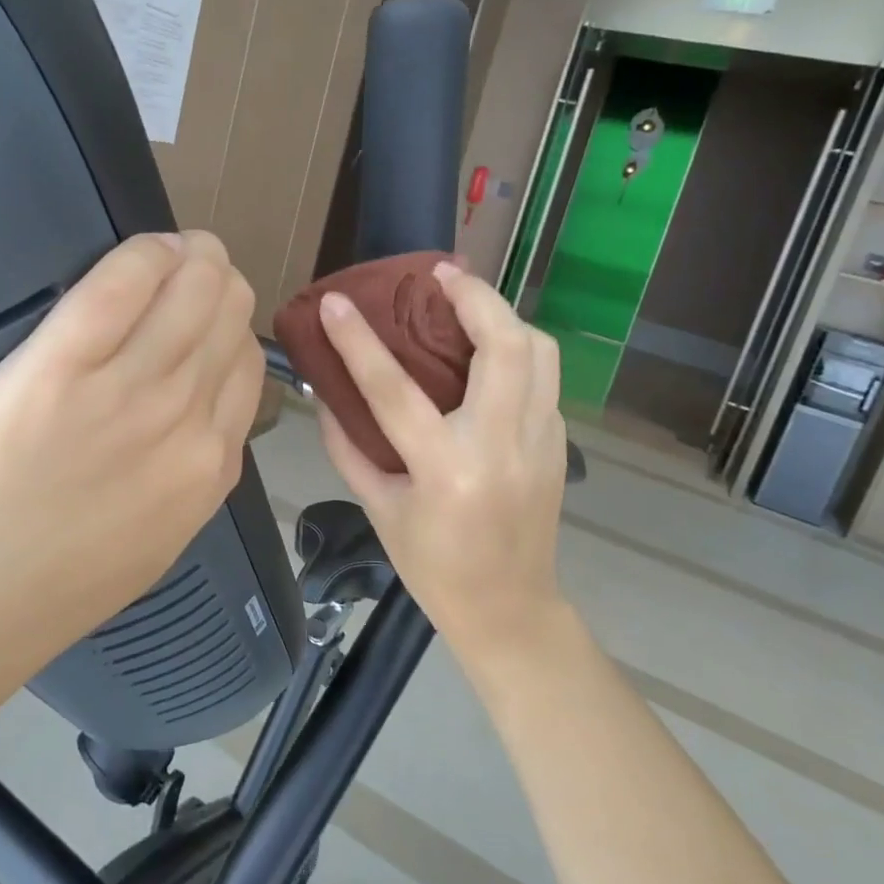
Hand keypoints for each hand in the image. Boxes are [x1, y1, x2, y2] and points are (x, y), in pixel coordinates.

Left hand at [0, 232, 262, 652]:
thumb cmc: (54, 581)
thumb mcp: (158, 537)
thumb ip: (191, 471)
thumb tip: (202, 406)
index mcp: (211, 465)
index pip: (246, 363)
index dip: (227, 329)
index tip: (203, 318)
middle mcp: (186, 419)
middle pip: (229, 314)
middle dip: (218, 282)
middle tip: (191, 272)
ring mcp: (127, 390)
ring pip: (194, 287)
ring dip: (192, 257)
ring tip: (172, 252)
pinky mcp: (61, 365)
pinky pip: (124, 283)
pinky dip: (145, 254)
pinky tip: (145, 251)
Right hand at [315, 259, 568, 668]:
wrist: (509, 610)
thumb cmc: (433, 566)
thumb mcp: (378, 509)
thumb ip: (348, 447)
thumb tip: (325, 394)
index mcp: (446, 470)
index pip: (394, 390)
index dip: (359, 341)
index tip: (335, 302)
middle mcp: (501, 446)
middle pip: (504, 346)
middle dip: (474, 296)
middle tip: (440, 274)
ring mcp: (540, 442)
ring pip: (539, 351)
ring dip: (503, 315)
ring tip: (468, 302)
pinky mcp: (559, 442)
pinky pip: (544, 375)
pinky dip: (517, 347)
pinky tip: (488, 350)